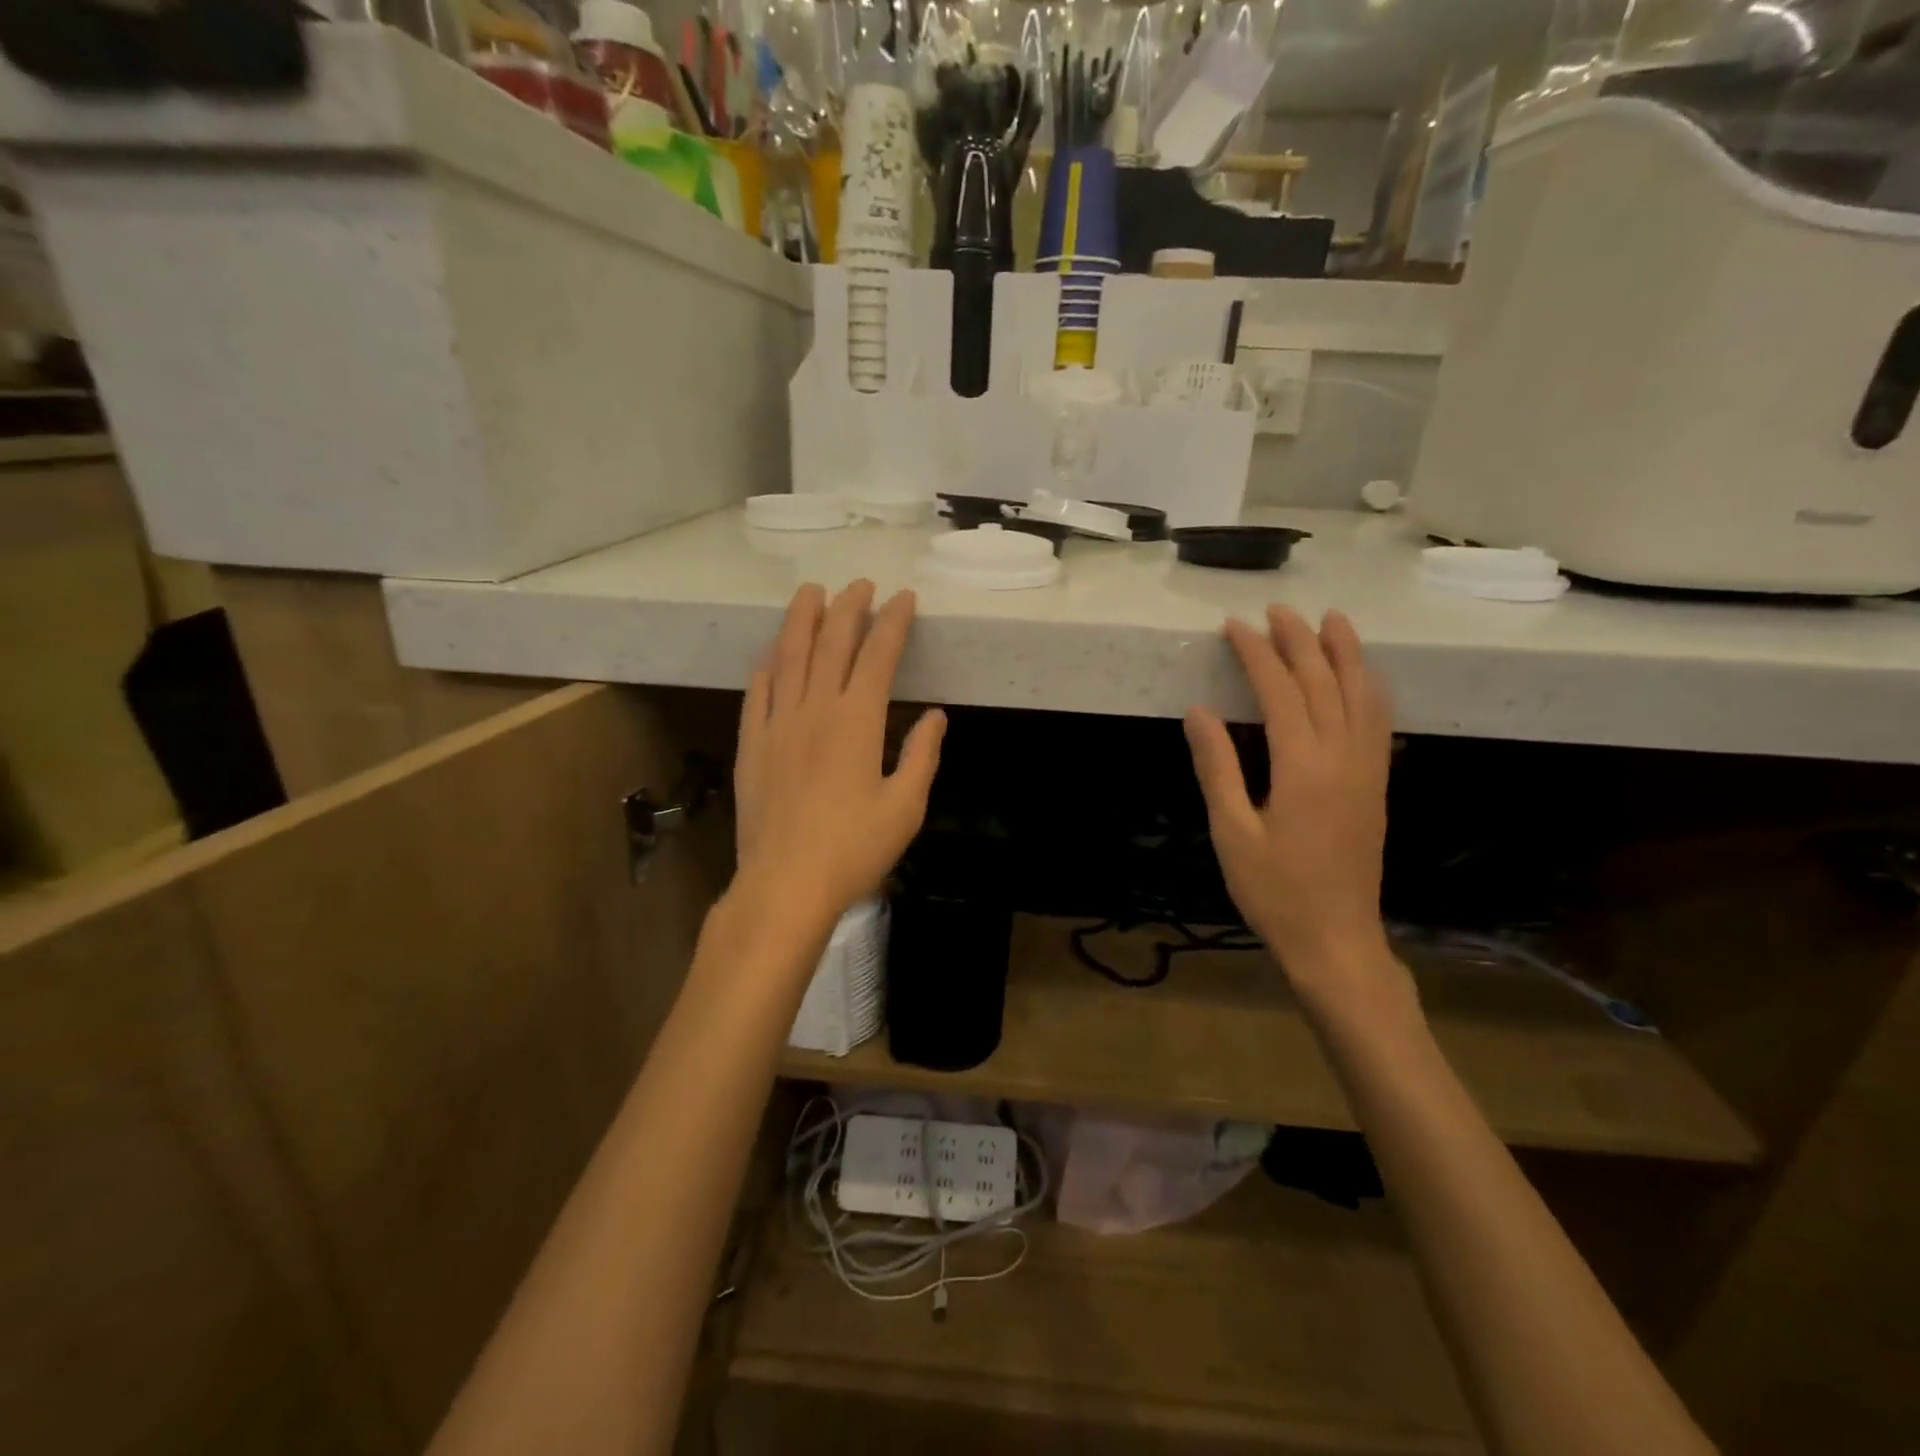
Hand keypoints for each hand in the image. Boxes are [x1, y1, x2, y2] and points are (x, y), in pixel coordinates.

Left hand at [732, 581, 945, 930]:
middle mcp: (815, 709)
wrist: (785, 884)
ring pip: (789, 657)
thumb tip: (936, 715)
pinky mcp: (752, 744)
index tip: (903, 598)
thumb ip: (921, 756)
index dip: (893, 622)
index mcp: (857, 721)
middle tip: (860, 583)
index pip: (878, 656)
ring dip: (801, 620)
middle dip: (848, 608)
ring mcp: (777, 724)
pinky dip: (767, 664)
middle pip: (831, 644)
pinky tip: (772, 651)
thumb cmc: (854, 849)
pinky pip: (757, 691)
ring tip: (811, 592)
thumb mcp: (905, 807)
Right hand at [1184, 607, 1402, 1012]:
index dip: (1257, 655)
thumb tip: (1199, 712)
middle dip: (1300, 641)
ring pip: (1363, 695)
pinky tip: (1362, 677)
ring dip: (1346, 654)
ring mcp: (1367, 771)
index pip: (1280, 692)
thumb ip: (1218, 768)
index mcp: (1303, 767)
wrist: (1336, 940)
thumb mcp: (1232, 832)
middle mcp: (1343, 758)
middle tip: (1277, 610)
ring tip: (1332, 620)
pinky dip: (1370, 688)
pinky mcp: (1376, 785)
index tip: (1235, 627)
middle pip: (1324, 683)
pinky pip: (1379, 722)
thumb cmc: (1274, 891)